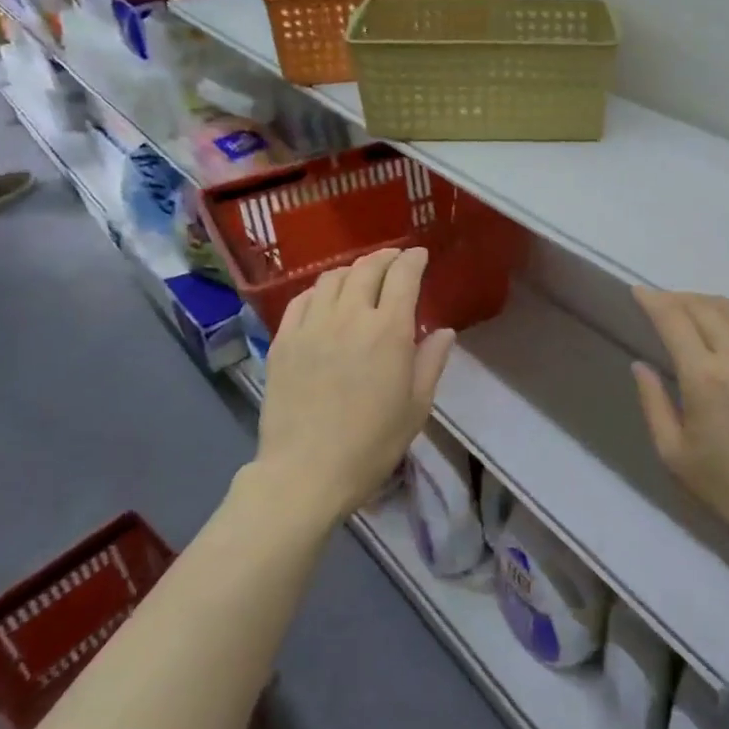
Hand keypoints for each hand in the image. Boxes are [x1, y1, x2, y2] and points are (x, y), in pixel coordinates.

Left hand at [256, 248, 455, 523]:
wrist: (305, 473)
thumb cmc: (371, 444)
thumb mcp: (416, 407)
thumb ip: (431, 362)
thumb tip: (444, 331)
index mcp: (389, 331)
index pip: (403, 276)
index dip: (413, 259)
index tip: (420, 255)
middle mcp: (350, 317)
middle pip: (367, 268)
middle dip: (385, 257)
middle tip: (395, 260)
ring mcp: (312, 326)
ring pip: (332, 278)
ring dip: (352, 270)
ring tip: (361, 277)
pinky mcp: (284, 341)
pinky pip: (302, 299)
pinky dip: (319, 290)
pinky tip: (325, 298)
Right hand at [631, 289, 728, 561]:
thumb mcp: (674, 454)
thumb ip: (652, 403)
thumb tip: (640, 364)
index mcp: (704, 378)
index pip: (673, 320)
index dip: (652, 300)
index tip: (637, 291)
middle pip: (703, 307)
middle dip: (677, 299)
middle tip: (661, 303)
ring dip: (707, 301)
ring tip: (691, 309)